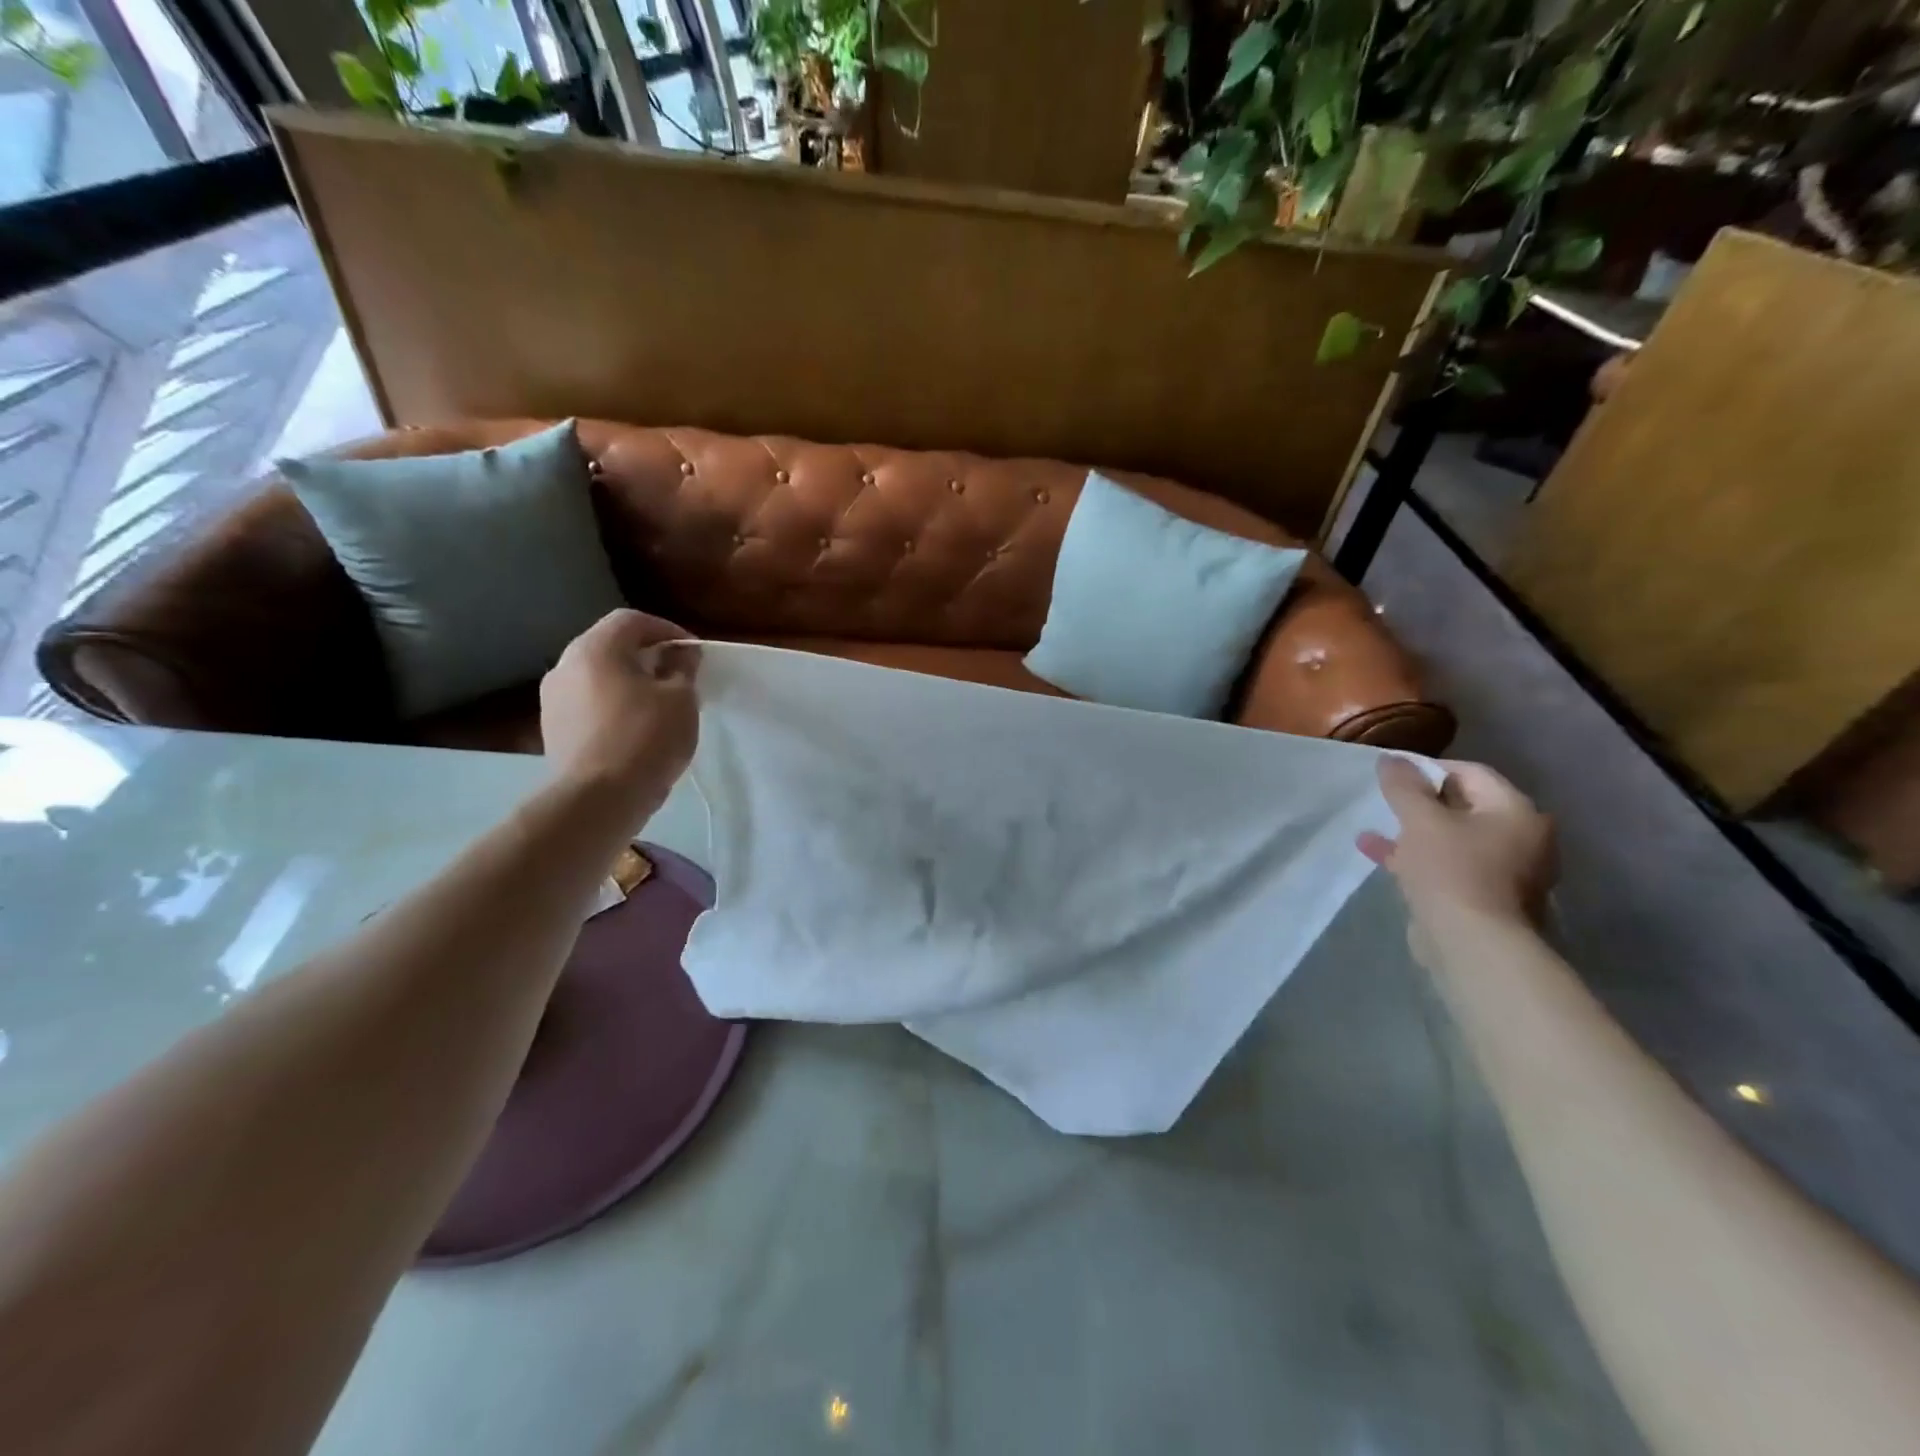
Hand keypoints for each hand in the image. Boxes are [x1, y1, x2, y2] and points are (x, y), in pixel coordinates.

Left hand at [540, 610, 699, 804]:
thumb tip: (681, 654)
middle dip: (647, 656)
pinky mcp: (553, 729)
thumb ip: (683, 669)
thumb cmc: (646, 738)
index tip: (693, 654)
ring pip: (598, 676)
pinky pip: (589, 704)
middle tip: (678, 677)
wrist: (598, 799)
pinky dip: (613, 706)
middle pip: (611, 646)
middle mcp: (565, 665)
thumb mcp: (681, 699)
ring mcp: (553, 699)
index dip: (668, 630)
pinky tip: (635, 730)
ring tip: (659, 706)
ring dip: (629, 682)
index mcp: (595, 648)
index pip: (632, 620)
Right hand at [1358, 758, 1555, 933]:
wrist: (1471, 943)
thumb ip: (1404, 786)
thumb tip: (1391, 759)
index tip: (1391, 775)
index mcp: (1517, 811)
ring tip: (1376, 829)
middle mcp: (1523, 838)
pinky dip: (1420, 858)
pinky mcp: (1488, 898)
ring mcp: (1508, 871)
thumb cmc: (1450, 870)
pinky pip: (1451, 866)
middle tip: (1386, 801)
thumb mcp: (1420, 820)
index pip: (1470, 772)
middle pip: (1465, 806)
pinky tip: (1382, 856)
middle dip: (1421, 803)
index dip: (1427, 768)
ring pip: (1454, 839)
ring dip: (1415, 832)